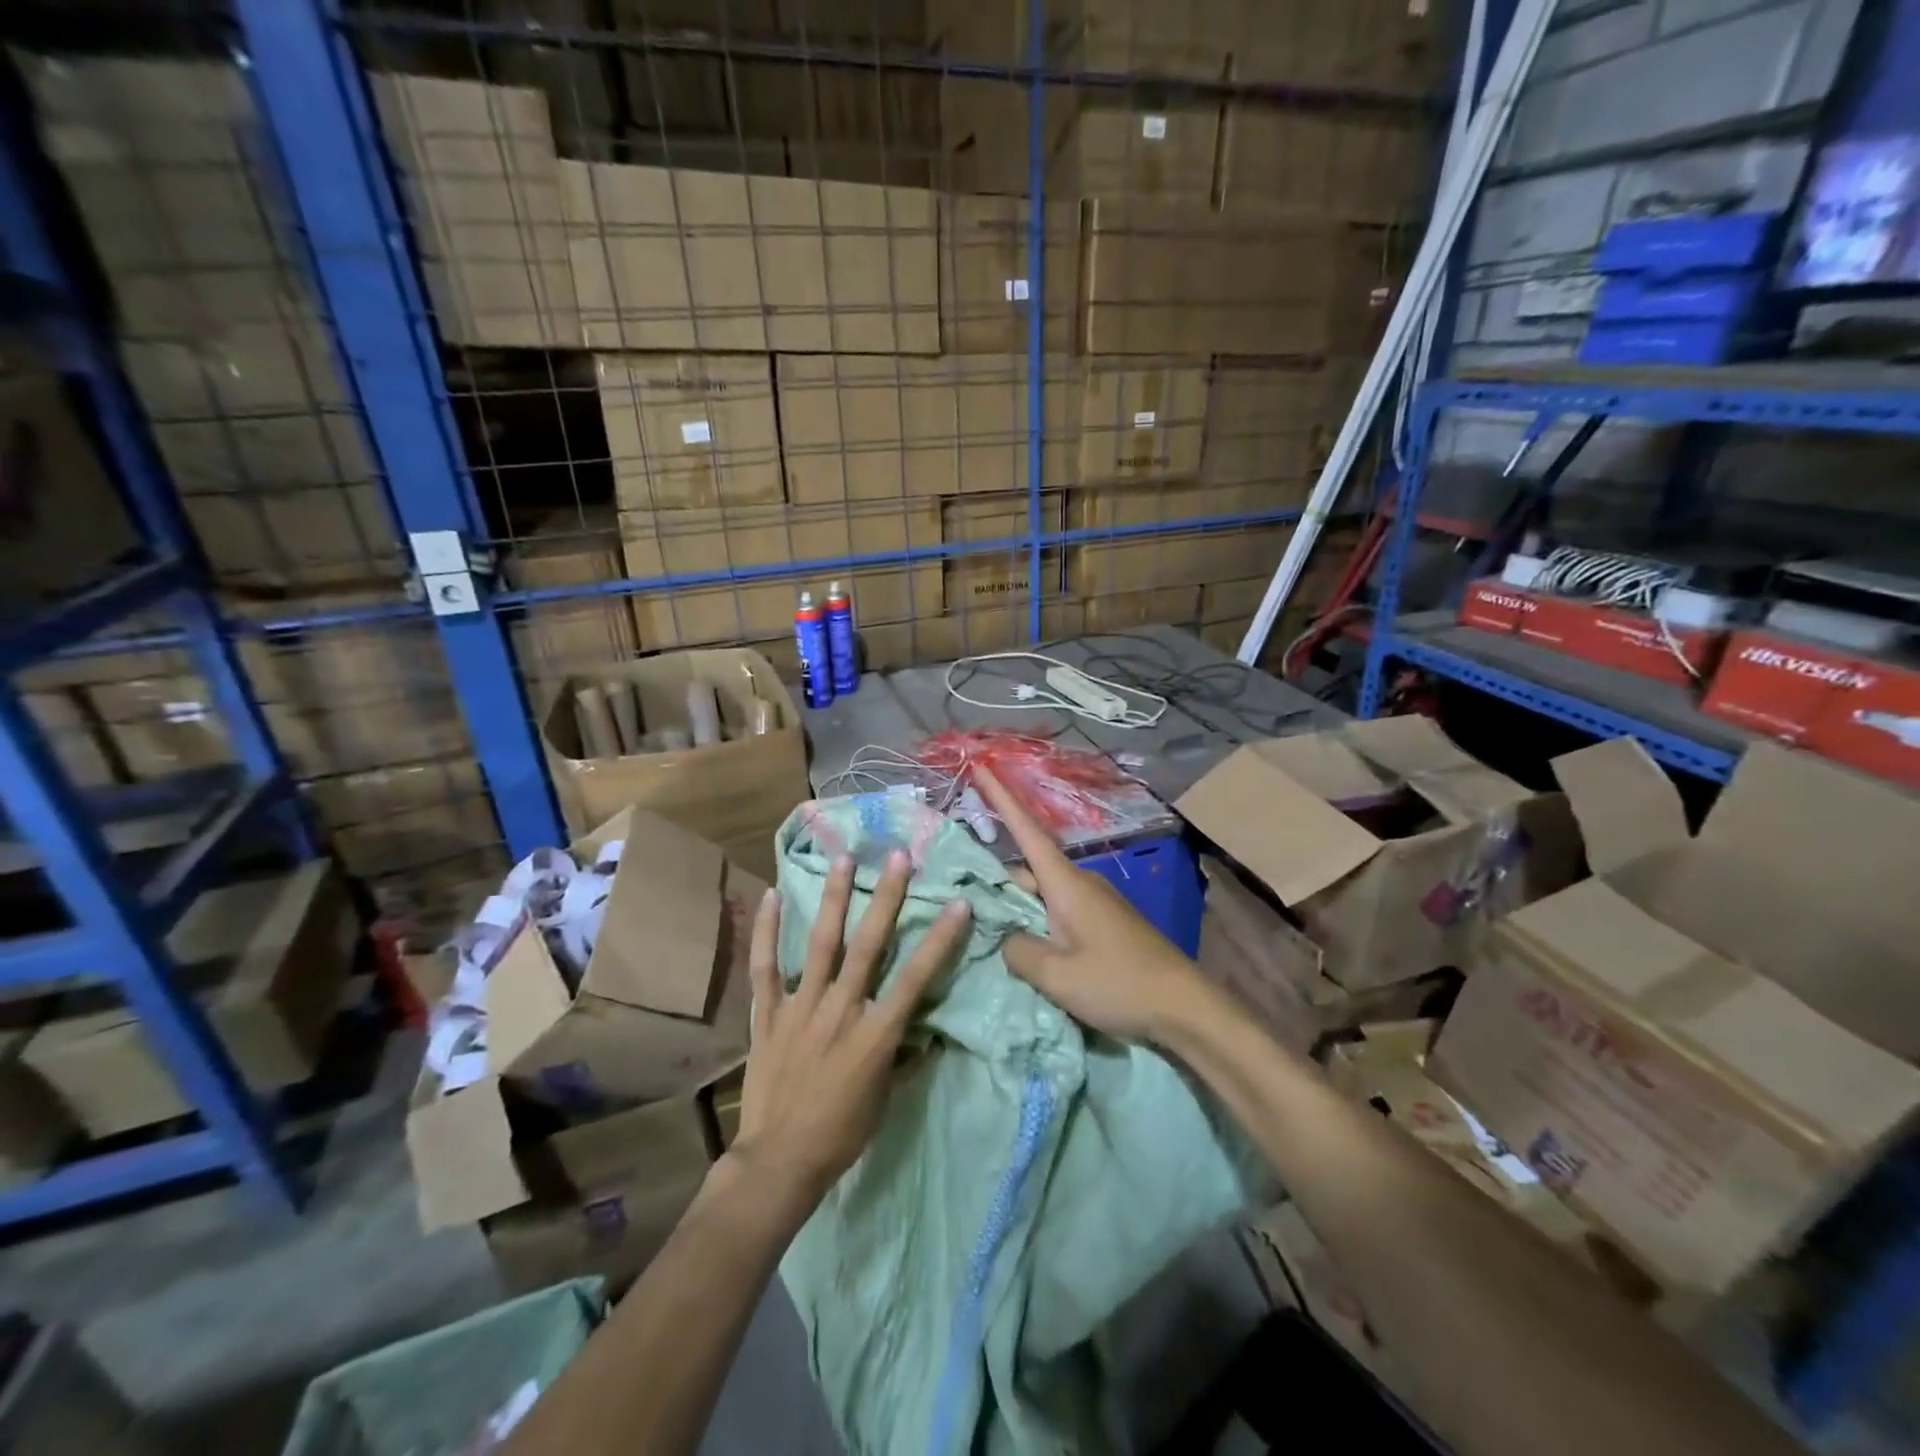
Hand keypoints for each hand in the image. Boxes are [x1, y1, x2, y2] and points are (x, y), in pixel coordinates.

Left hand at [730, 852, 969, 1211]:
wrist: (779, 1162)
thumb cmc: (841, 1134)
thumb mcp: (885, 1097)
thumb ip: (901, 1053)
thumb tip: (920, 1026)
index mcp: (874, 1034)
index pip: (915, 979)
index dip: (940, 940)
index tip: (959, 904)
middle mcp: (839, 1011)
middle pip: (868, 946)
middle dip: (886, 898)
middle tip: (898, 857)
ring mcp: (800, 1008)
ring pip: (820, 944)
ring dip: (833, 899)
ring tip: (843, 860)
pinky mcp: (767, 1015)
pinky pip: (765, 968)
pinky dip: (766, 932)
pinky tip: (771, 895)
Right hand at [973, 769, 1207, 1043]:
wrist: (1186, 1006)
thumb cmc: (1120, 984)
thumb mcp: (1058, 976)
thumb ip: (1019, 952)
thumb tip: (1005, 938)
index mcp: (1066, 884)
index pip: (1026, 830)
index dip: (1001, 798)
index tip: (981, 767)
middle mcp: (1080, 883)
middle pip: (1027, 871)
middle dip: (998, 885)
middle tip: (967, 911)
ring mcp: (1095, 902)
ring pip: (1042, 894)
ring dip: (1019, 910)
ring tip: (994, 938)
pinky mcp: (1104, 922)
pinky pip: (1059, 912)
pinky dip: (1039, 923)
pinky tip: (1031, 953)